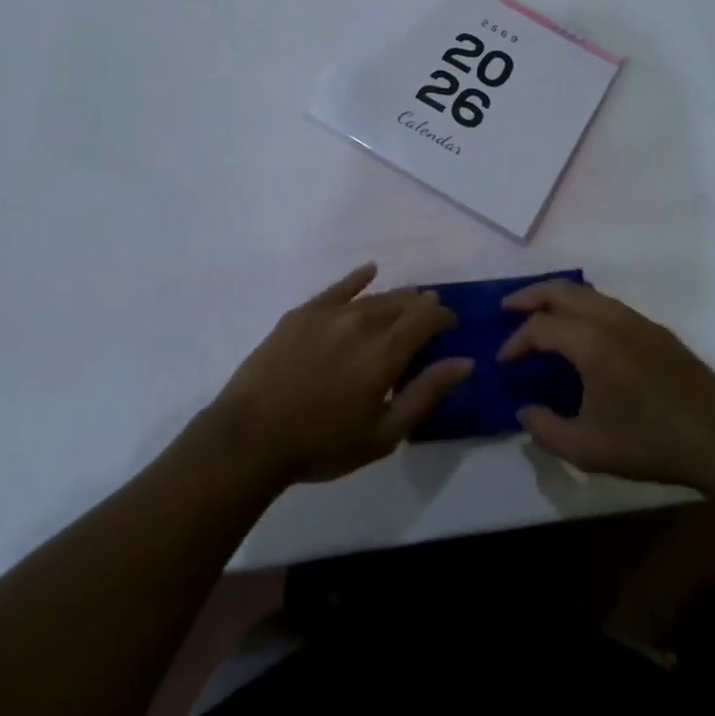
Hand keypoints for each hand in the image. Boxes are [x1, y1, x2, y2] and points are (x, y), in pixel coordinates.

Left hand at [209, 264, 473, 486]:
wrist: (251, 437)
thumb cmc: (322, 444)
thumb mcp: (383, 434)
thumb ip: (426, 394)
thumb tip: (464, 362)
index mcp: (386, 351)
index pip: (426, 319)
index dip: (443, 317)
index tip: (451, 326)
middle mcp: (362, 322)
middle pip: (402, 303)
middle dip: (421, 307)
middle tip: (429, 316)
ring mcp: (330, 314)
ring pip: (374, 296)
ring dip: (396, 297)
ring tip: (407, 299)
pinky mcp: (302, 313)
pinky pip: (338, 288)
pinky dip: (357, 278)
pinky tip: (370, 271)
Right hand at [497, 280, 714, 489]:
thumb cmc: (650, 443)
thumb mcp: (588, 449)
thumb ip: (546, 430)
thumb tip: (525, 410)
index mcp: (592, 343)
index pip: (541, 327)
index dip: (515, 342)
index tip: (503, 363)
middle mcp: (611, 319)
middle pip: (561, 290)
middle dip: (530, 296)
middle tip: (507, 309)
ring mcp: (637, 320)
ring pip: (587, 293)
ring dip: (558, 298)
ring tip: (539, 316)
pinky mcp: (655, 329)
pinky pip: (607, 304)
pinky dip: (582, 307)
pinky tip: (580, 332)